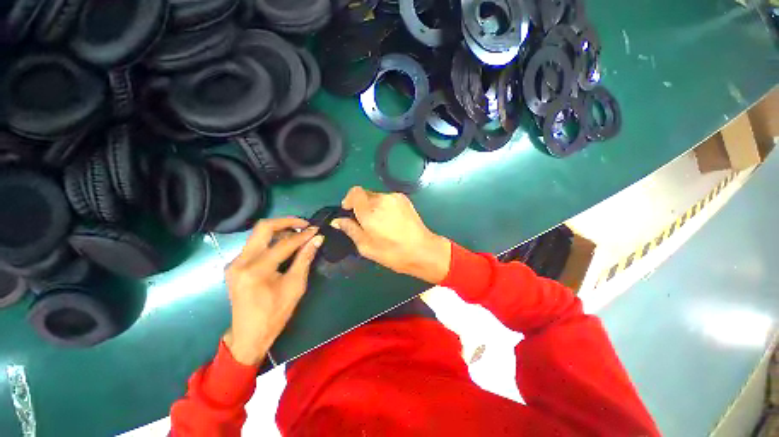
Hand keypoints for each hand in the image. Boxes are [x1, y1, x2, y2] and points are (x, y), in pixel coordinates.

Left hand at [223, 217, 323, 365]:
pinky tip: (285, 245)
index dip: (303, 235)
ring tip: (298, 234)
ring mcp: (235, 262)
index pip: (284, 243)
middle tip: (304, 225)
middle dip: (286, 222)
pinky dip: (272, 240)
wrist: (249, 335)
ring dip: (279, 230)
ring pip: (258, 234)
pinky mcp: (235, 265)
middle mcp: (241, 261)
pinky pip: (255, 244)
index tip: (317, 229)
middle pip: (263, 228)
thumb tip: (317, 239)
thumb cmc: (275, 313)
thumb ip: (305, 259)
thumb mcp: (295, 286)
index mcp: (256, 270)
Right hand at [332, 186, 450, 283]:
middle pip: (365, 194)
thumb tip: (337, 221)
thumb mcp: (366, 247)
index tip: (348, 210)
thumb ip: (350, 230)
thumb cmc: (392, 252)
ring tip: (380, 223)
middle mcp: (382, 199)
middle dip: (361, 206)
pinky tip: (390, 220)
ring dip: (373, 206)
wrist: (422, 250)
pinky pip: (388, 199)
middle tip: (365, 223)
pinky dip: (384, 206)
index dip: (349, 199)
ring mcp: (395, 198)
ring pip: (377, 197)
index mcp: (370, 211)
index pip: (355, 192)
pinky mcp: (404, 199)